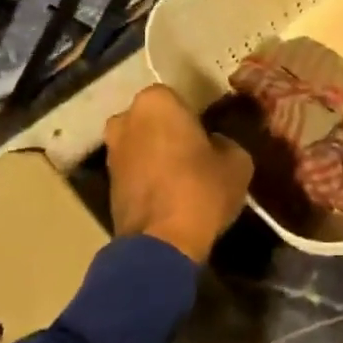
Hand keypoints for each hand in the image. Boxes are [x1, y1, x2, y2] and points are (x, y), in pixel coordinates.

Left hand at [105, 85, 254, 263]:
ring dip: (156, 155)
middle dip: (169, 133)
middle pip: (153, 121)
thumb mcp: (237, 162)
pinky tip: (168, 194)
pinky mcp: (105, 183)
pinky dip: (147, 177)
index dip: (195, 117)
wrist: (162, 243)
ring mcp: (111, 151)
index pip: (178, 98)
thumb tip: (215, 145)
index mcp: (156, 102)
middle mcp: (125, 119)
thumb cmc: (201, 189)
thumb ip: (225, 142)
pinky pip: (133, 170)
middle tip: (195, 153)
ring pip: (141, 145)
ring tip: (183, 177)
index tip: (208, 136)